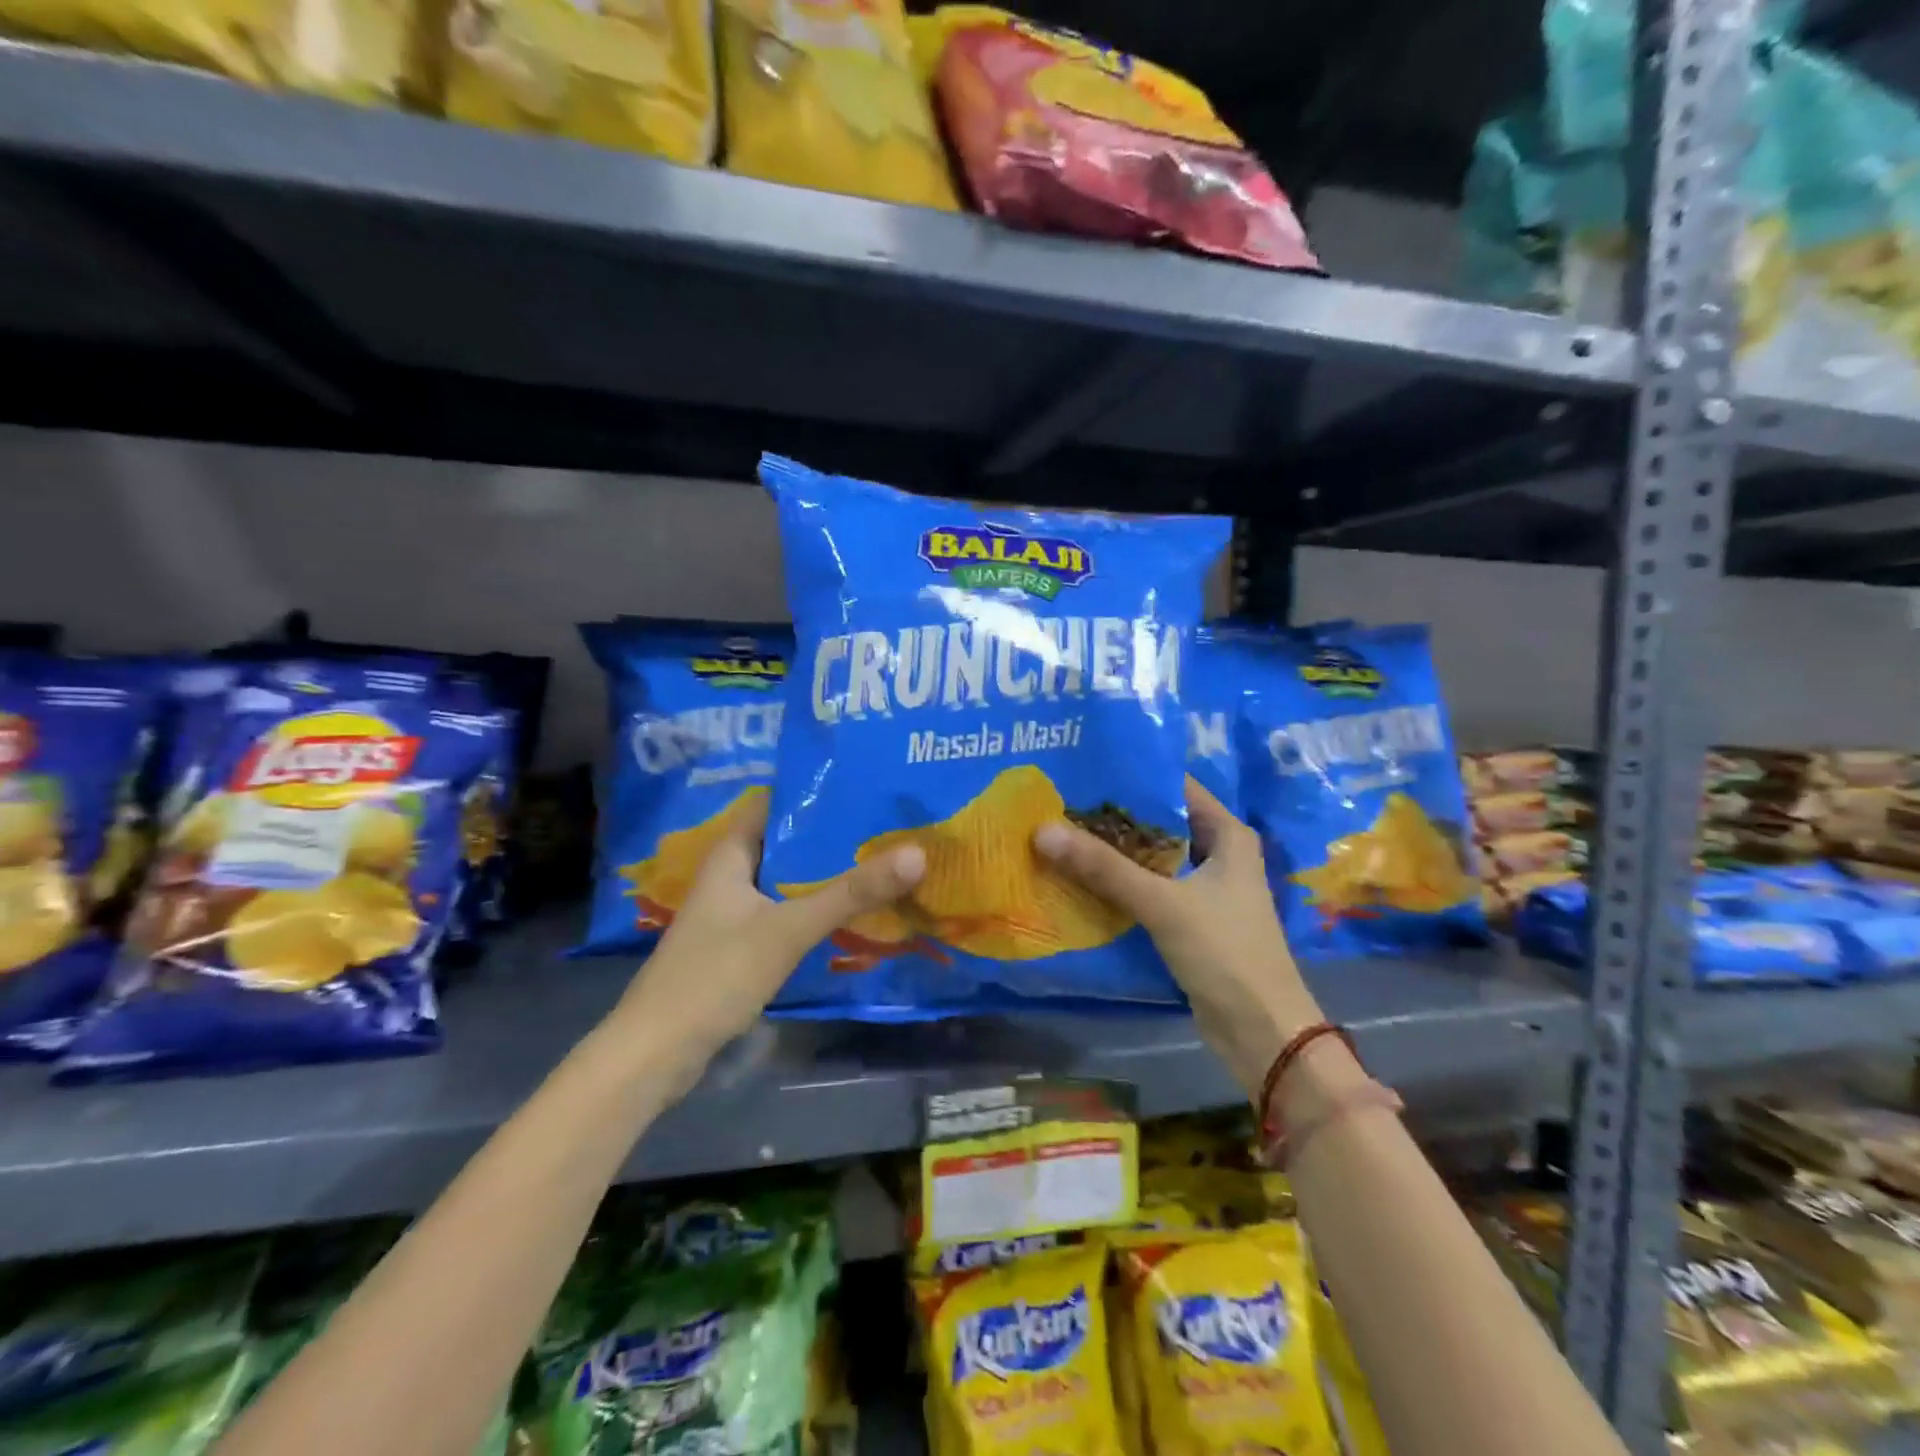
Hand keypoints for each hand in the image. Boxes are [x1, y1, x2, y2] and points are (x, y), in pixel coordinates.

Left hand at [612, 795, 924, 1079]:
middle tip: (889, 825)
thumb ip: (850, 893)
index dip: (816, 791)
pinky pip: (787, 912)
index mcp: (731, 854)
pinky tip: (854, 912)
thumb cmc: (715, 975)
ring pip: (789, 880)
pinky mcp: (741, 945)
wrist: (656, 1053)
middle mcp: (731, 875)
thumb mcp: (788, 929)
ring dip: (828, 873)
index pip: (775, 802)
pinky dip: (816, 907)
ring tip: (883, 860)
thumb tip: (918, 853)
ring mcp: (734, 912)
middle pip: (788, 841)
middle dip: (833, 835)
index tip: (866, 785)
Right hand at [1034, 777, 1320, 1095]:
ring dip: (1114, 850)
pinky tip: (1081, 877)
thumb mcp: (1162, 903)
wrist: (1262, 1031)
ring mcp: (1205, 888)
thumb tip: (1042, 830)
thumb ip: (1103, 867)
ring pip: (1152, 857)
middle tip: (1061, 800)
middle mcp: (1219, 853)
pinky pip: (1149, 888)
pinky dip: (1121, 882)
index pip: (1176, 787)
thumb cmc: (1225, 952)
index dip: (1133, 776)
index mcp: (1228, 835)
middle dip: (1114, 815)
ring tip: (1061, 831)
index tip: (1085, 768)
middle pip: (1160, 822)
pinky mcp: (1190, 919)